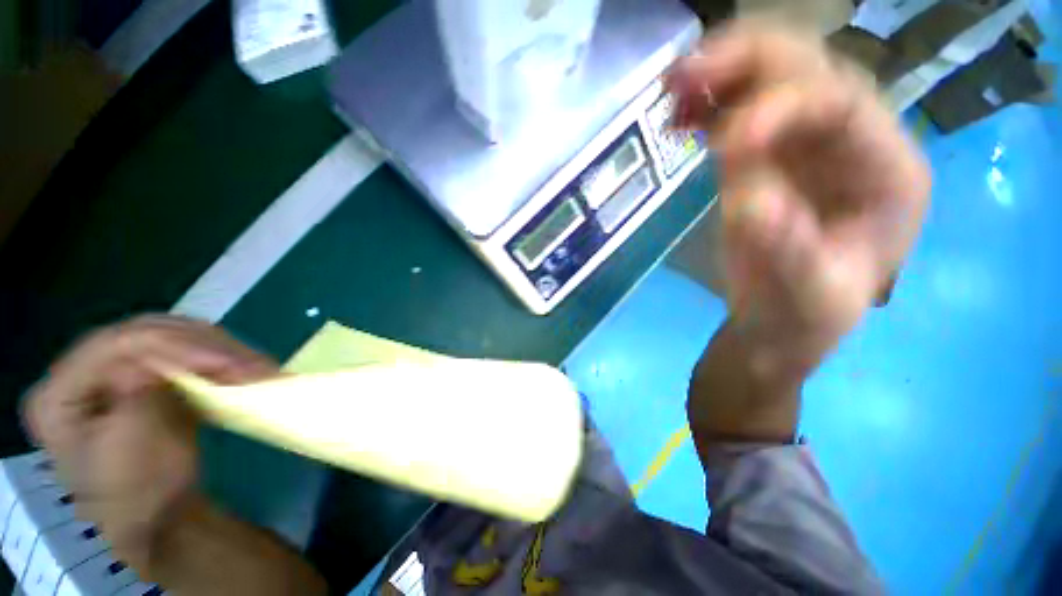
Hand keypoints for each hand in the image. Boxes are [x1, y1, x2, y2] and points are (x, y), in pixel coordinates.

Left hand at [24, 315, 277, 571]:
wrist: (161, 516)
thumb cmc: (142, 493)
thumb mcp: (134, 450)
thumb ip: (136, 399)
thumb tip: (150, 362)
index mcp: (60, 393)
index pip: (115, 346)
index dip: (173, 347)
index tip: (225, 362)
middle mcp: (82, 373)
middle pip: (145, 334)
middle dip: (203, 344)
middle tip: (251, 361)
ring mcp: (114, 373)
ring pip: (171, 338)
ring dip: (219, 350)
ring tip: (257, 365)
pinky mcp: (146, 378)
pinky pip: (185, 354)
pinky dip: (217, 359)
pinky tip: (241, 368)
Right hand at [667, 22, 929, 374]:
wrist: (778, 323)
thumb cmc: (804, 316)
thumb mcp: (806, 295)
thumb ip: (787, 249)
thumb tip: (748, 204)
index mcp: (887, 172)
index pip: (844, 106)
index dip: (781, 110)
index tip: (721, 145)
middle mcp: (854, 141)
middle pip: (807, 70)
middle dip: (744, 64)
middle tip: (681, 77)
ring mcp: (806, 143)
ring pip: (769, 81)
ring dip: (719, 77)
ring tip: (671, 90)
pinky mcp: (766, 157)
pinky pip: (738, 113)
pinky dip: (706, 107)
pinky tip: (678, 115)